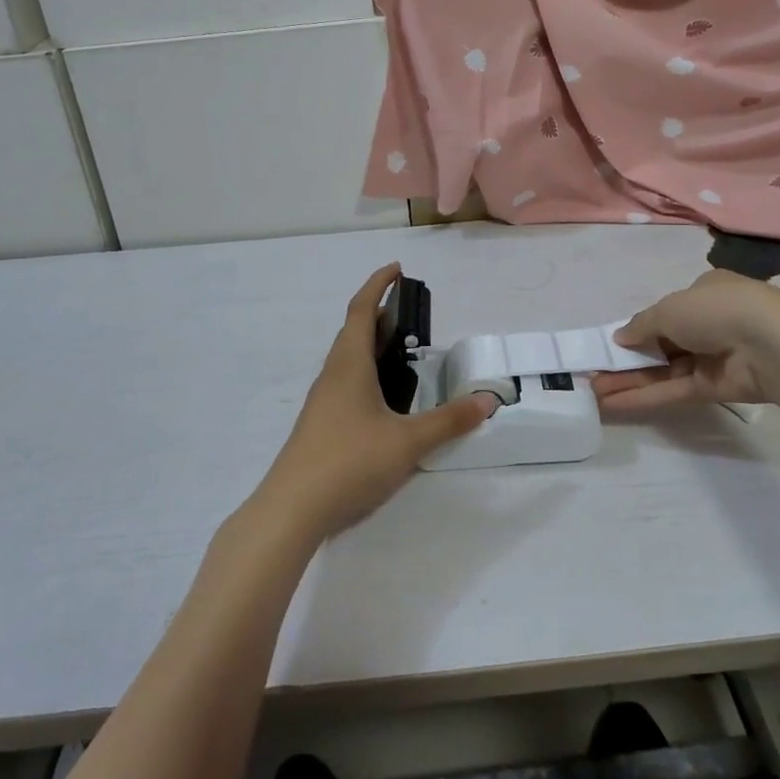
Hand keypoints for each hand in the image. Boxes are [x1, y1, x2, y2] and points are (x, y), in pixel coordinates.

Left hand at [251, 264, 495, 541]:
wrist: (291, 509)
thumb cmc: (349, 461)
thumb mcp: (408, 442)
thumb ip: (449, 421)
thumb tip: (487, 400)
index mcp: (349, 365)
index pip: (361, 310)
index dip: (378, 285)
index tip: (397, 269)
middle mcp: (332, 375)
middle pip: (353, 332)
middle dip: (380, 315)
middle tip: (411, 316)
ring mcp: (322, 402)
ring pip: (347, 359)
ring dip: (371, 345)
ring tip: (401, 354)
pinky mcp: (320, 425)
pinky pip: (345, 383)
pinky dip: (366, 373)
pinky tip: (382, 400)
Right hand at [592, 269, 779, 411]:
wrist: (769, 344)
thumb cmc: (715, 310)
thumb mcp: (668, 309)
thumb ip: (640, 325)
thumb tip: (619, 337)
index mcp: (705, 293)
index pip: (667, 311)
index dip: (639, 327)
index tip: (612, 343)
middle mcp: (709, 324)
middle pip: (661, 344)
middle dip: (627, 358)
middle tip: (595, 371)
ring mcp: (713, 358)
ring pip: (664, 371)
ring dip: (630, 380)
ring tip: (594, 391)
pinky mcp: (715, 388)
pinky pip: (673, 391)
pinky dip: (645, 396)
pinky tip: (614, 404)